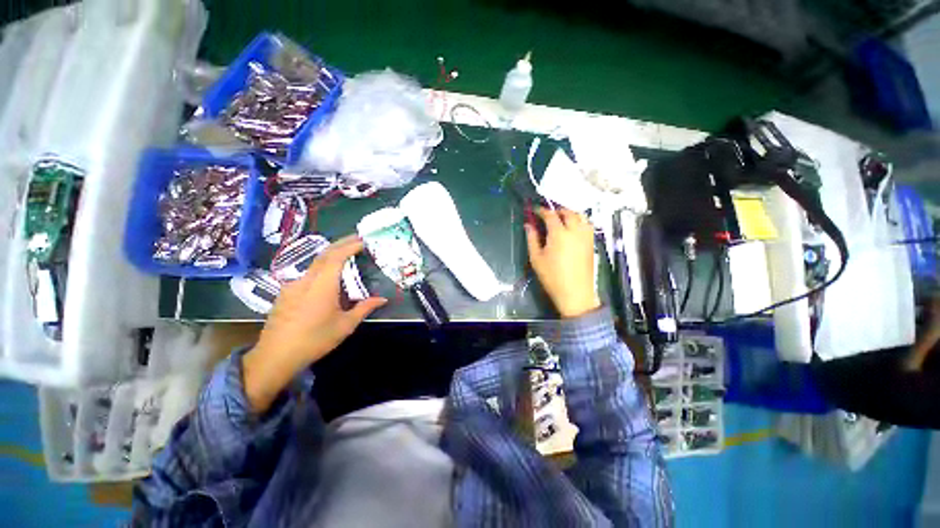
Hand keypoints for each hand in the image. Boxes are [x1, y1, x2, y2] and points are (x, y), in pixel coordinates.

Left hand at [243, 235, 386, 411]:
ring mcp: (293, 285)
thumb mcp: (345, 325)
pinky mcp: (286, 293)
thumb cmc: (315, 340)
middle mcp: (306, 279)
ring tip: (346, 255)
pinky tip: (328, 278)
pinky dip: (322, 268)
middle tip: (357, 239)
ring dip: (331, 255)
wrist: (275, 356)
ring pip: (315, 263)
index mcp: (322, 285)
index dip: (350, 246)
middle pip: (324, 254)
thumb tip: (383, 299)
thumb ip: (364, 308)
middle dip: (341, 243)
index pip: (336, 256)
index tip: (363, 240)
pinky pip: (307, 274)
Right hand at [524, 207, 600, 318]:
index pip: (551, 215)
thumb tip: (528, 225)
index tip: (535, 210)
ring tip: (561, 219)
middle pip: (568, 212)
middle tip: (548, 215)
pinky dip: (580, 221)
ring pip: (581, 216)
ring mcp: (586, 236)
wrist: (575, 293)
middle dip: (557, 210)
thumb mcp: (536, 258)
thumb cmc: (552, 277)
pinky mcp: (592, 243)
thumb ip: (532, 239)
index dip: (542, 210)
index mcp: (559, 234)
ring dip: (570, 213)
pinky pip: (587, 225)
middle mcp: (575, 231)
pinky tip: (573, 228)